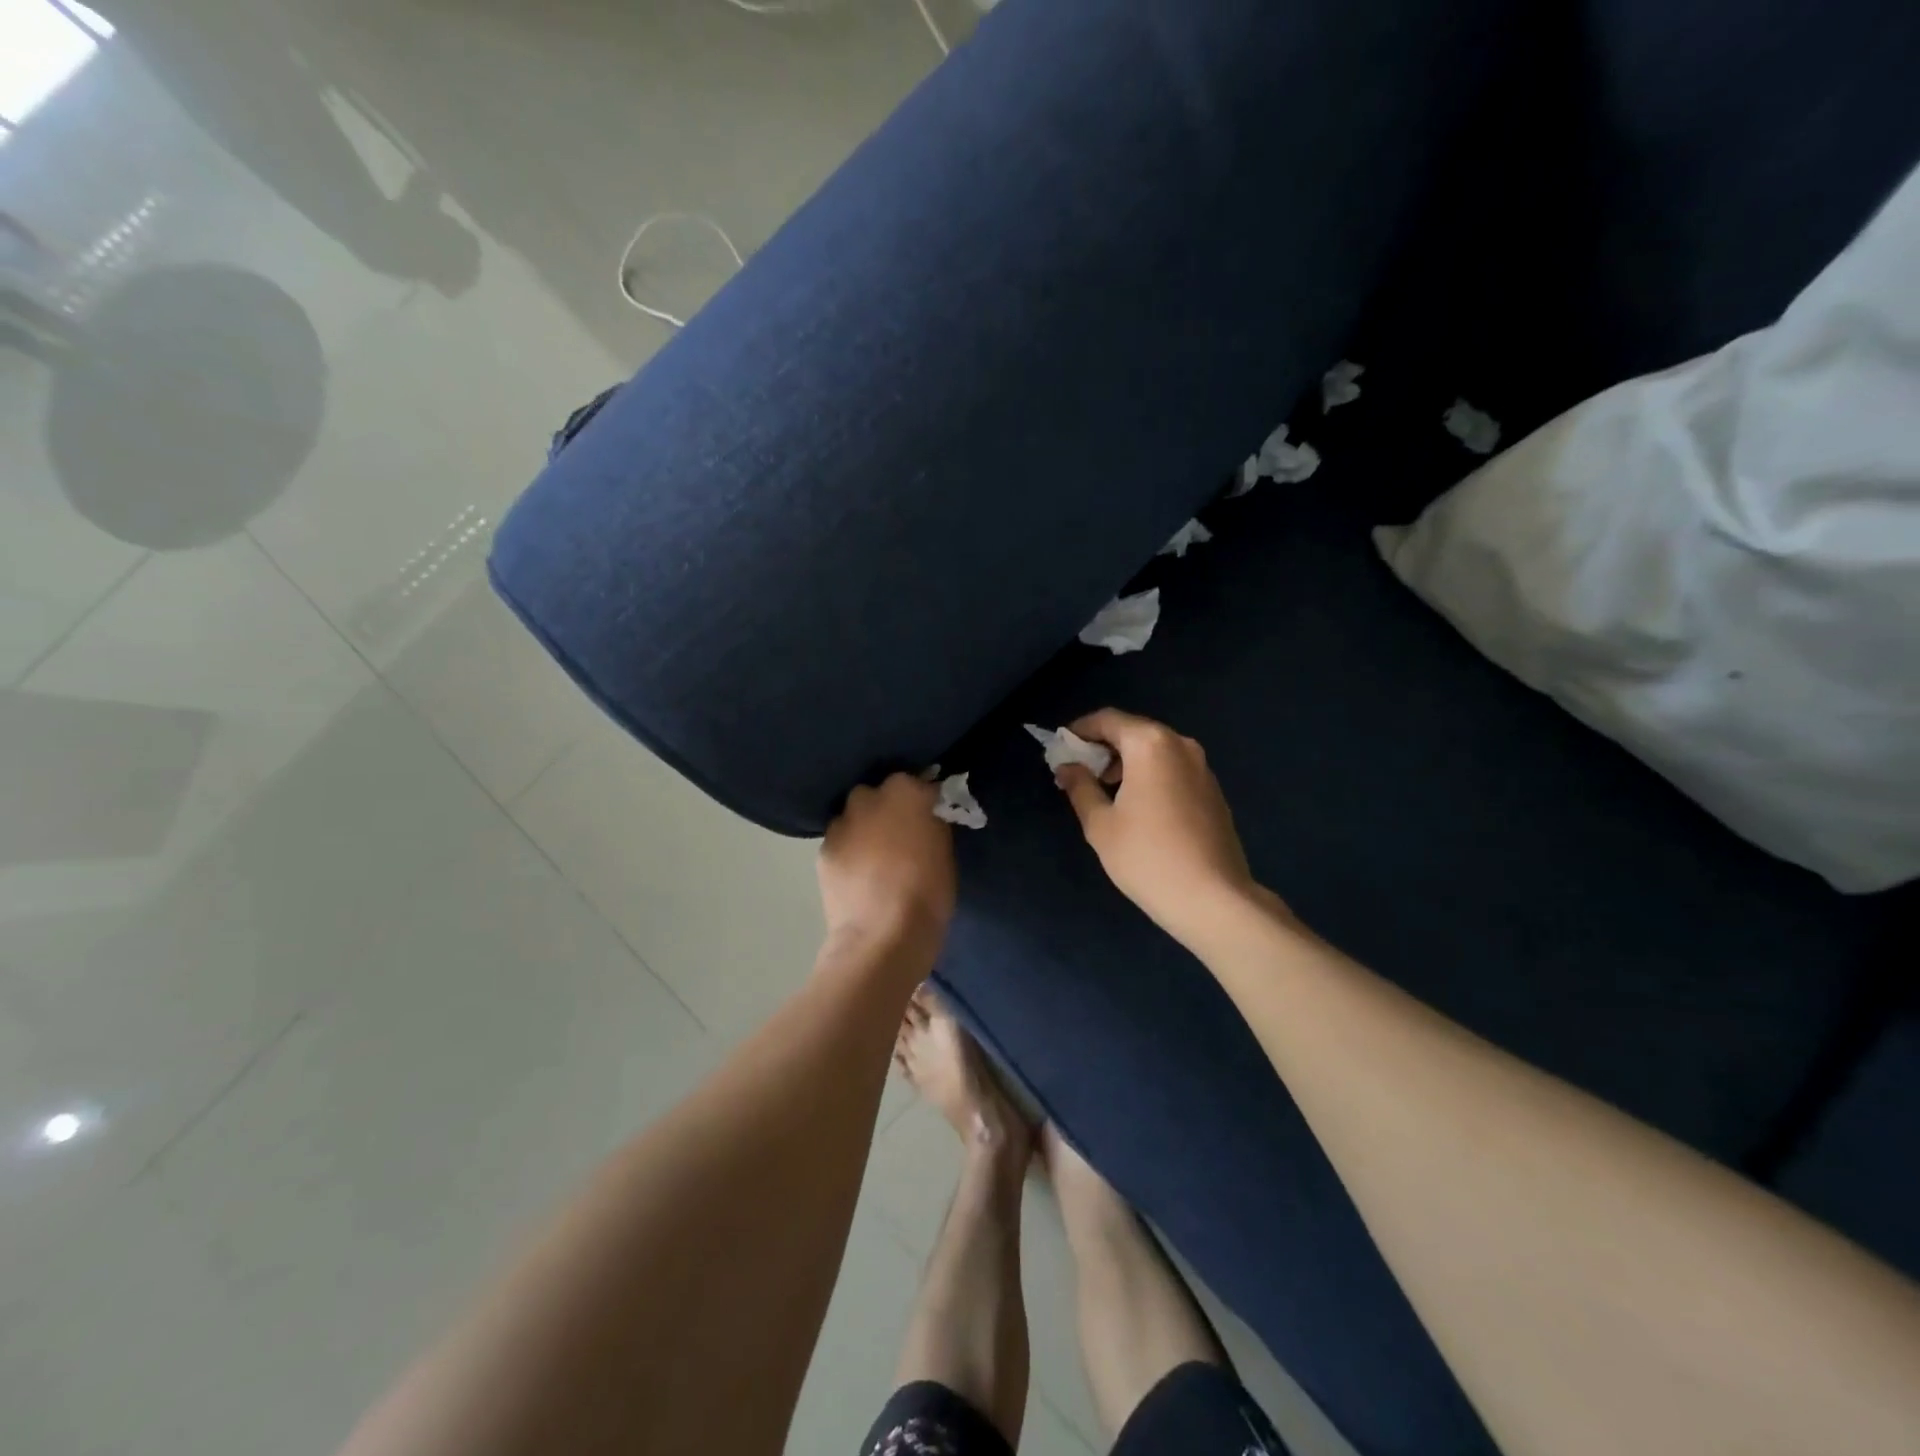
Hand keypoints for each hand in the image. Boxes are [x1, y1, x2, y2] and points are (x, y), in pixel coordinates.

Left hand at [818, 773, 955, 954]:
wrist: (882, 937)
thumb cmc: (928, 894)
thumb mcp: (945, 852)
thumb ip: (932, 824)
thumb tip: (926, 816)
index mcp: (905, 791)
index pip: (917, 782)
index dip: (923, 799)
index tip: (930, 816)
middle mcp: (868, 797)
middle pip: (879, 794)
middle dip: (888, 808)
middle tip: (900, 836)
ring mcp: (841, 823)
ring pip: (854, 817)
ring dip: (865, 828)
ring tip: (875, 858)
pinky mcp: (823, 850)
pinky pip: (840, 842)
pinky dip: (849, 851)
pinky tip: (858, 875)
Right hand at [1054, 709, 1263, 947]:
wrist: (1213, 899)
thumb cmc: (1147, 857)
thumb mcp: (1100, 824)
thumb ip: (1080, 787)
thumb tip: (1067, 767)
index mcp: (1150, 744)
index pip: (1107, 719)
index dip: (1079, 730)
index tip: (1061, 748)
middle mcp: (1180, 745)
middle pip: (1133, 731)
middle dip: (1103, 747)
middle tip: (1079, 772)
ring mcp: (1202, 767)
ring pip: (1155, 751)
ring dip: (1127, 762)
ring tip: (1105, 792)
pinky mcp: (1213, 790)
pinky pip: (1173, 769)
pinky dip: (1150, 775)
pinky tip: (1138, 807)